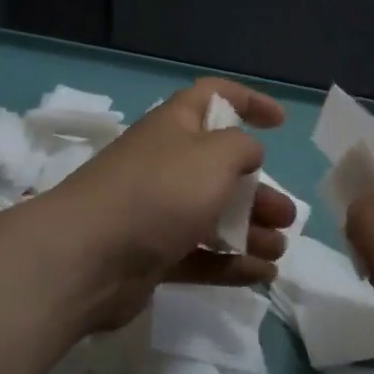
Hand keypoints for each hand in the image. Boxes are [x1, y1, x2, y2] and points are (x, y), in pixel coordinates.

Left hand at [37, 78, 296, 331]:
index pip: (213, 97)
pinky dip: (231, 263)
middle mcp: (165, 164)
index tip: (280, 122)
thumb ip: (242, 148)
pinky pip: (200, 255)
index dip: (248, 101)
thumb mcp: (214, 156)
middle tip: (286, 215)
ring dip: (250, 229)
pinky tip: (263, 276)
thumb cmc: (158, 193)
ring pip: (212, 215)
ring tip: (280, 249)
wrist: (87, 258)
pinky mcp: (152, 254)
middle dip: (258, 190)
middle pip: (220, 169)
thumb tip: (248, 153)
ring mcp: (156, 212)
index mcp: (174, 127)